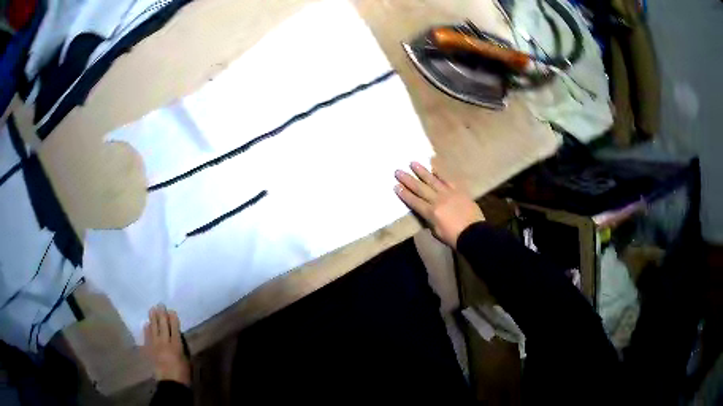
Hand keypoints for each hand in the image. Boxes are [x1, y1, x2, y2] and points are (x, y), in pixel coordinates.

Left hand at [143, 305, 190, 386]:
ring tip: (152, 309)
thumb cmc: (183, 373)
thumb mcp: (186, 359)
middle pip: (162, 325)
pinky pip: (147, 337)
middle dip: (161, 314)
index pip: (174, 328)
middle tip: (159, 305)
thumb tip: (177, 336)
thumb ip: (181, 346)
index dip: (172, 318)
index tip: (171, 310)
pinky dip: (147, 330)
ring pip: (153, 329)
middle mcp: (165, 342)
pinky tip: (146, 325)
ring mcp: (155, 346)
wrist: (170, 383)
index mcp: (176, 345)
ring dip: (153, 318)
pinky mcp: (149, 350)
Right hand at [395, 162, 483, 248]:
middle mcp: (437, 200)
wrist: (474, 233)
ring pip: (432, 180)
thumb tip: (426, 213)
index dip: (404, 194)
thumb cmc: (454, 237)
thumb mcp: (436, 232)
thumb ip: (430, 220)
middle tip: (398, 171)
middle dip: (408, 180)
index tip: (396, 186)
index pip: (414, 202)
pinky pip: (447, 180)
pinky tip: (433, 166)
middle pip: (420, 188)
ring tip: (413, 163)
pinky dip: (439, 173)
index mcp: (431, 213)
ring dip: (422, 171)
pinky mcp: (458, 191)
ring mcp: (448, 193)